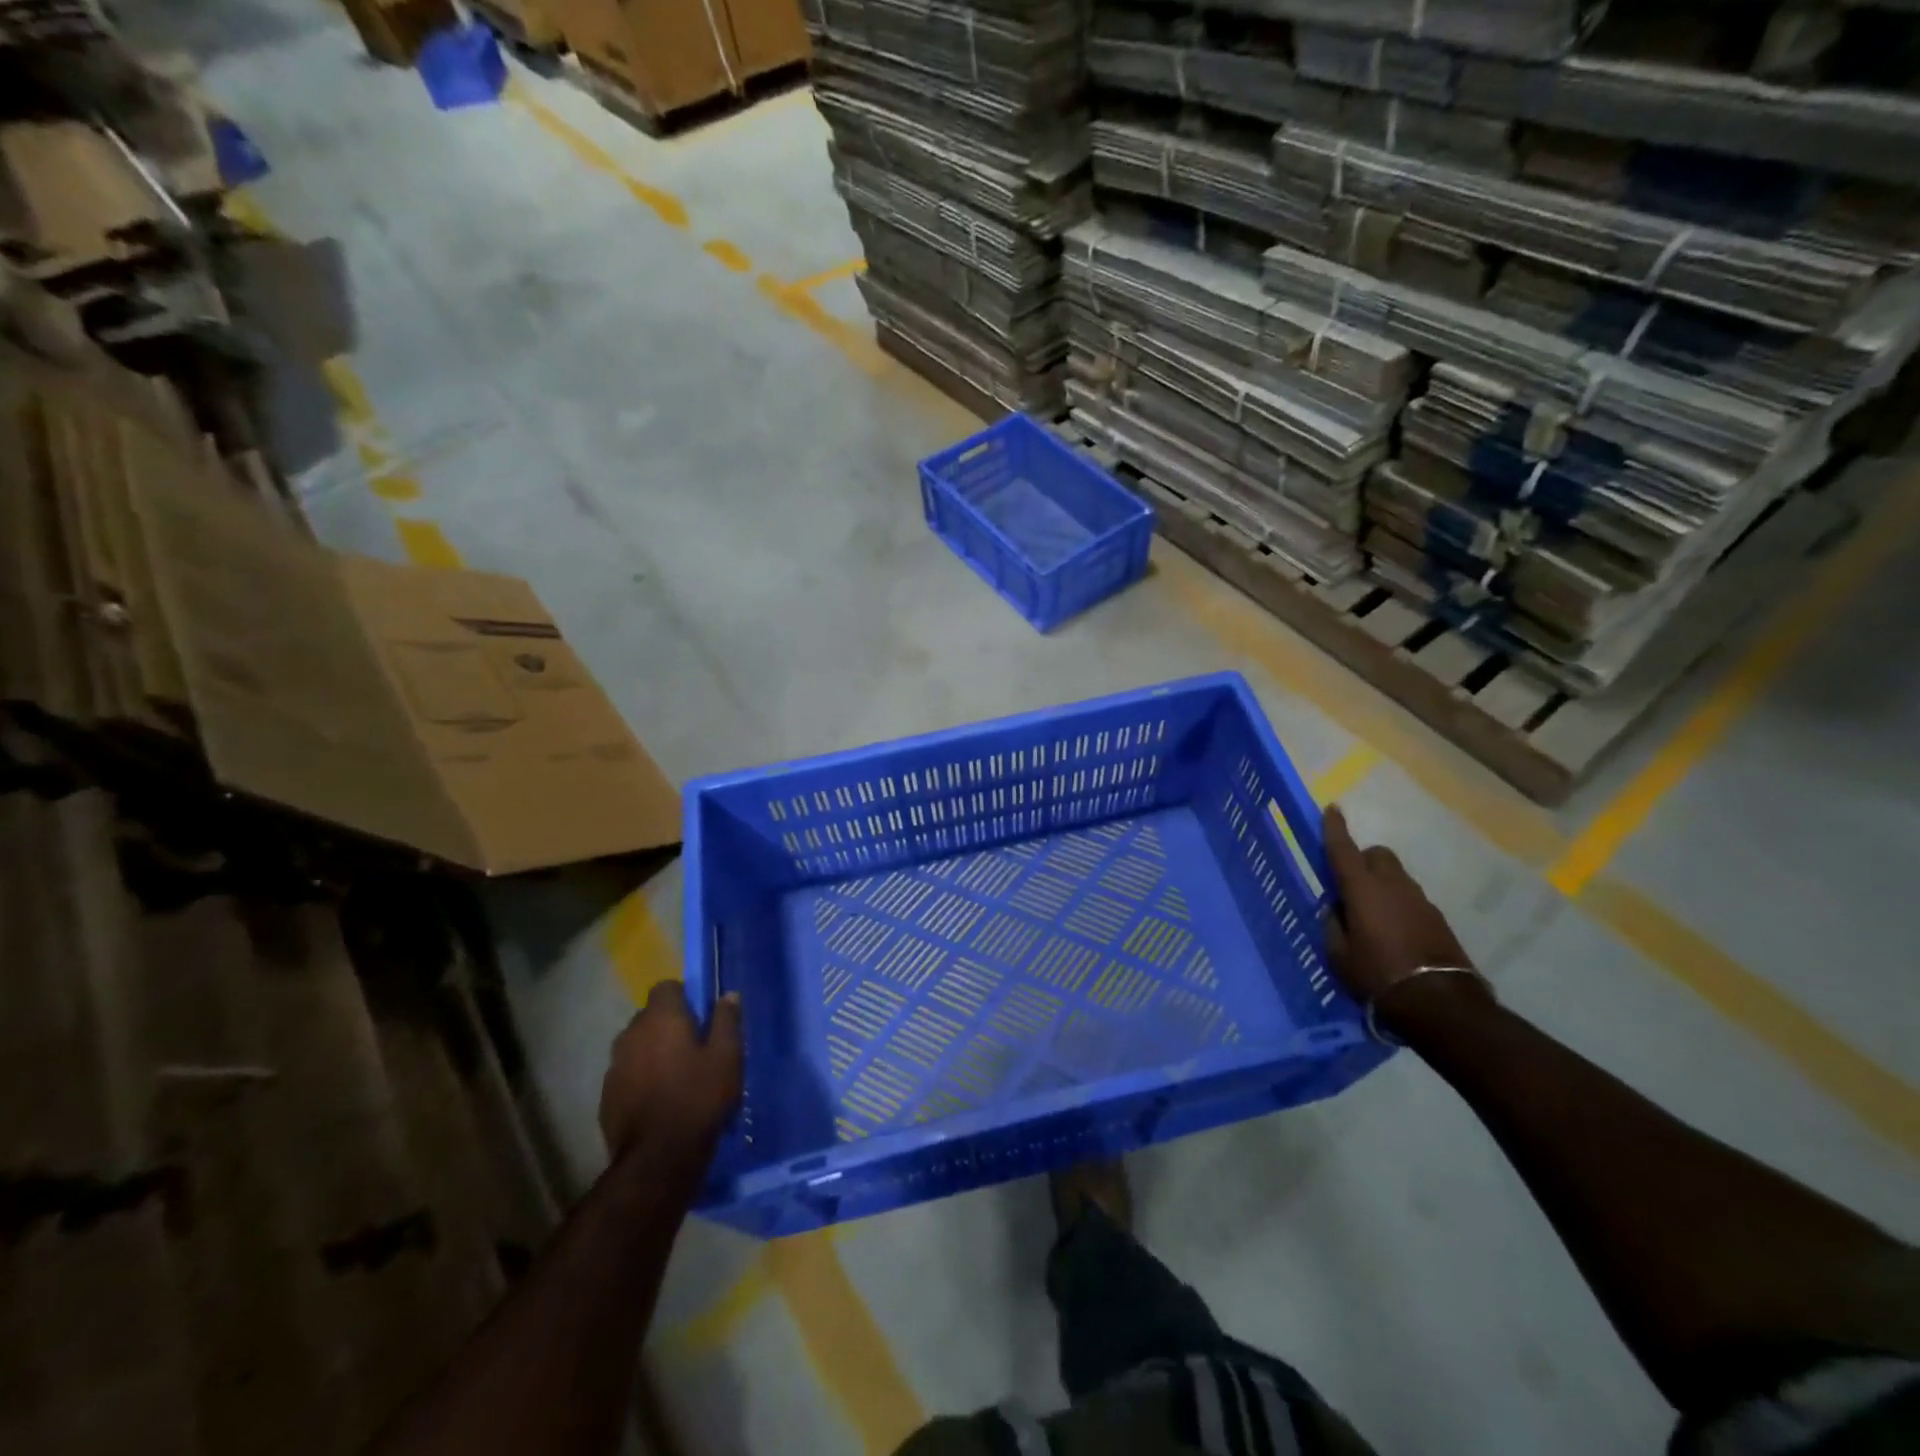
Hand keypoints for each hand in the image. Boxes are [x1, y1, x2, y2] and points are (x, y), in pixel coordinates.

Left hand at [599, 981, 742, 1160]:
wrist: (657, 1159)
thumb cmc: (699, 1098)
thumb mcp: (727, 1056)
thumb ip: (727, 1020)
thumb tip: (728, 995)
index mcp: (661, 1018)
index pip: (666, 987)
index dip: (684, 997)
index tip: (701, 1016)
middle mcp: (631, 1034)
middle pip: (649, 1016)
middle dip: (668, 1024)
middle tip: (694, 1047)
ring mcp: (614, 1066)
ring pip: (636, 1046)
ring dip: (653, 1052)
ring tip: (676, 1075)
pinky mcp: (606, 1096)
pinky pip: (627, 1074)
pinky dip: (641, 1078)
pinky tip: (659, 1100)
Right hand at [1323, 806, 1487, 1029]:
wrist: (1439, 1002)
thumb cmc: (1377, 975)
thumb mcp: (1339, 955)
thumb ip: (1333, 925)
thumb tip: (1335, 909)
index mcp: (1362, 889)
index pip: (1343, 849)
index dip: (1335, 828)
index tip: (1332, 808)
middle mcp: (1392, 886)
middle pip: (1377, 855)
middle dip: (1363, 860)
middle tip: (1351, 884)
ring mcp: (1420, 900)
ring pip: (1396, 877)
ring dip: (1382, 885)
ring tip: (1372, 916)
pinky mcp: (1438, 918)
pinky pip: (1411, 899)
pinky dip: (1399, 905)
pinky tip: (1394, 932)